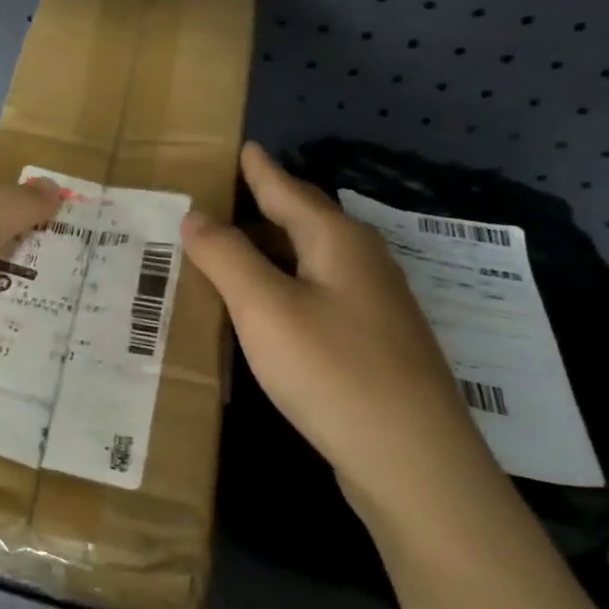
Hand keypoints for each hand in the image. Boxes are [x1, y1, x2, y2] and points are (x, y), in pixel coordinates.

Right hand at [180, 143, 495, 519]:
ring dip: (273, 250)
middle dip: (266, 207)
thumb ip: (226, 257)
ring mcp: (375, 306)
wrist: (413, 461)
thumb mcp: (265, 308)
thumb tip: (195, 216)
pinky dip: (285, 286)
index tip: (244, 147)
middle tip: (223, 197)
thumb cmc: (333, 370)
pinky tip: (268, 307)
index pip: (289, 192)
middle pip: (306, 223)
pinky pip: (319, 295)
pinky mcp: (375, 344)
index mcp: (338, 242)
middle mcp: (362, 264)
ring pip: (313, 261)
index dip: (261, 171)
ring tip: (234, 247)